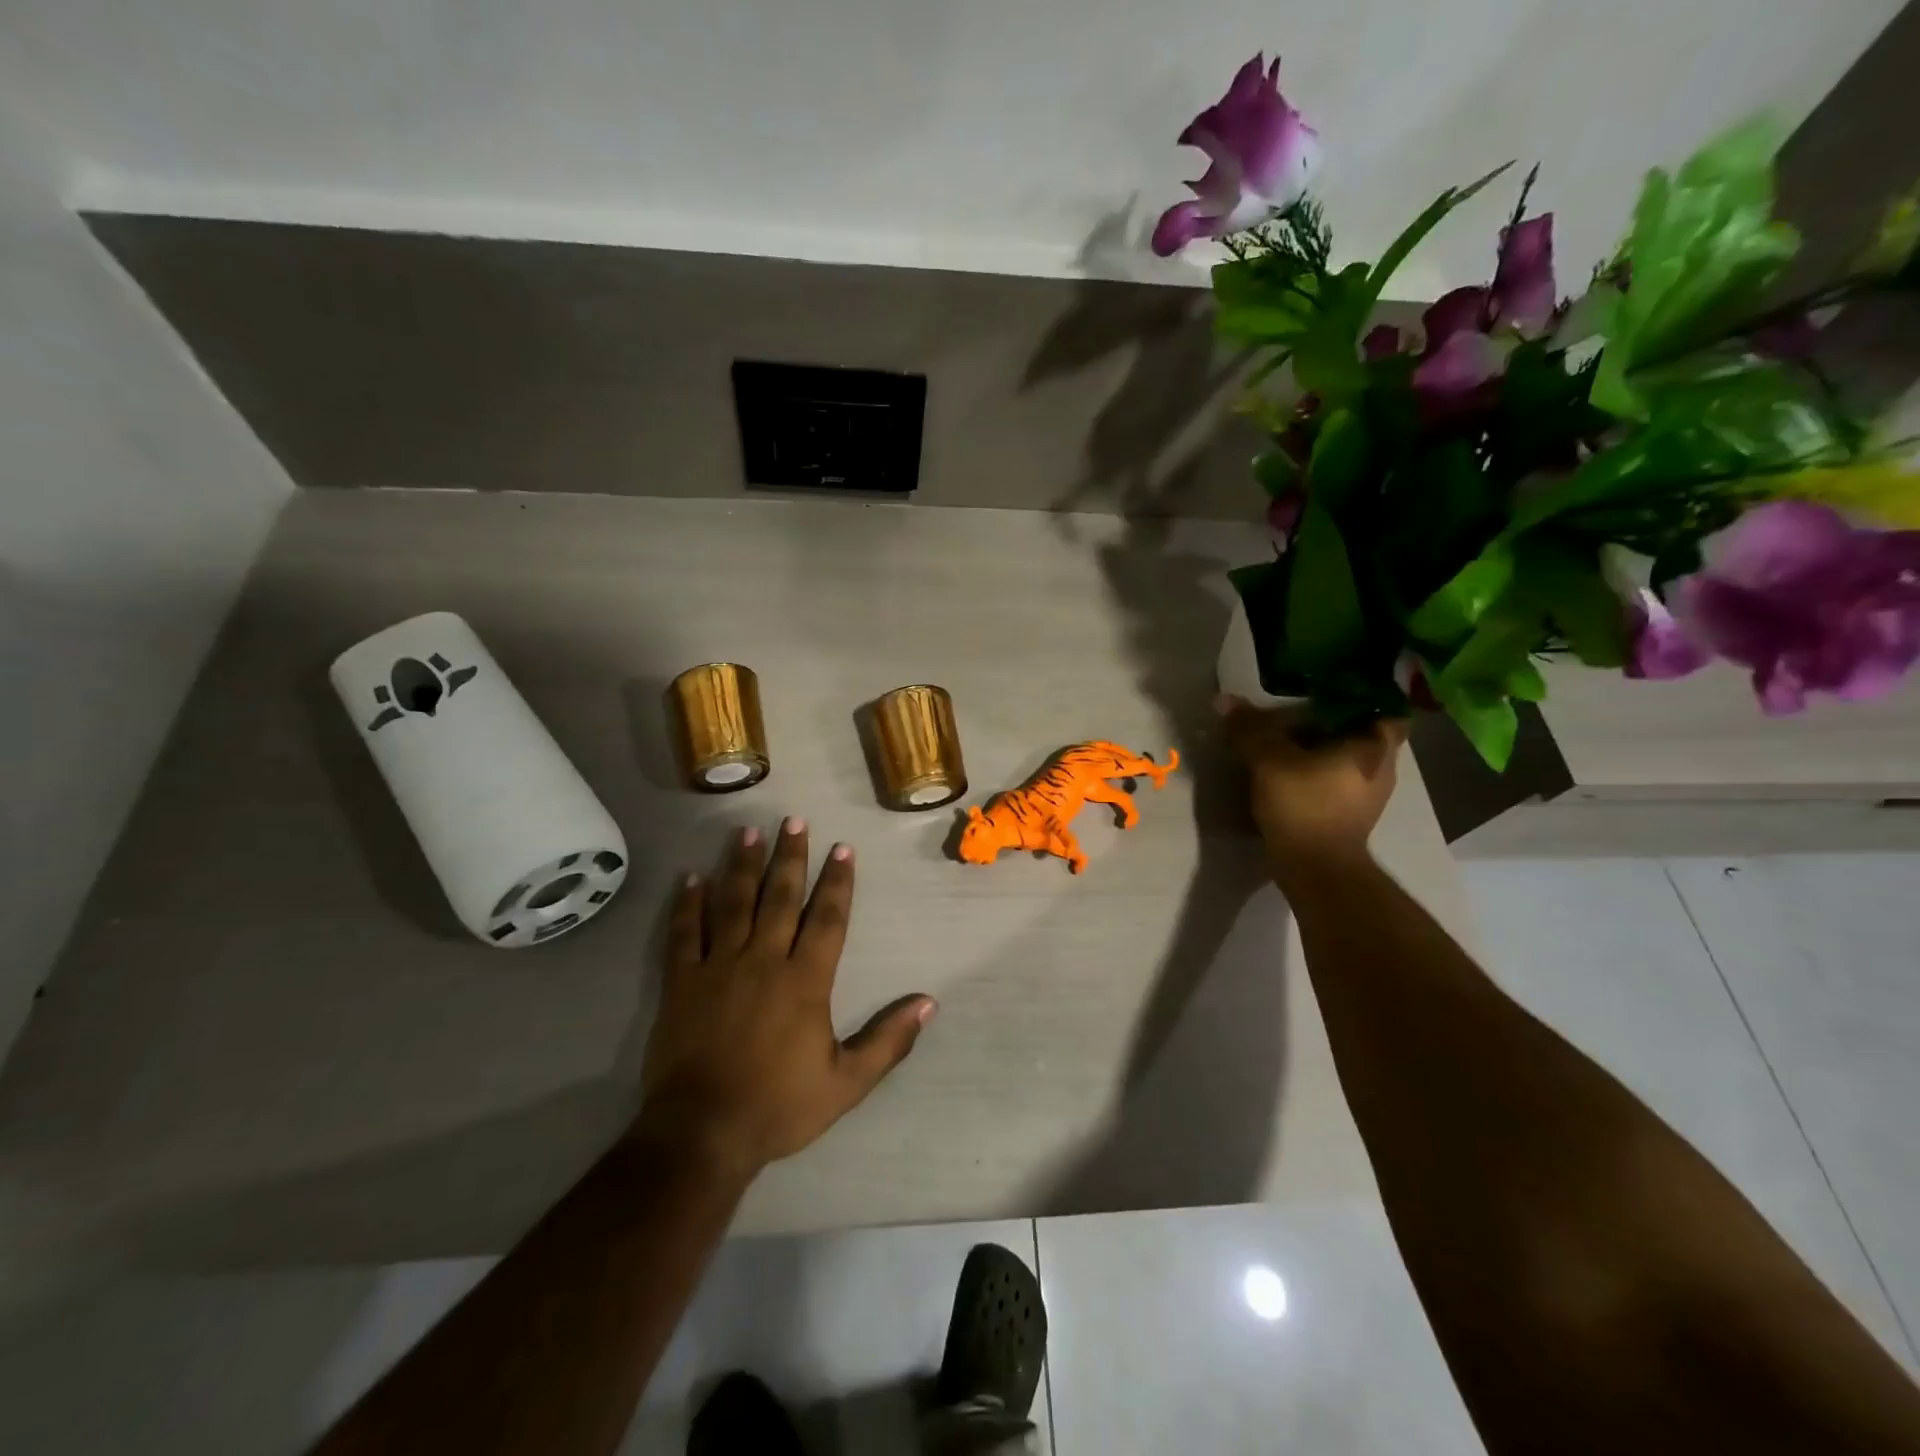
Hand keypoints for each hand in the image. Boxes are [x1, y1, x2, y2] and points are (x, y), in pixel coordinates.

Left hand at [635, 820, 935, 1176]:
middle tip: (794, 820)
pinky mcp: (682, 982)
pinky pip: (685, 933)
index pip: (827, 919)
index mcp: (805, 980)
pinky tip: (691, 878)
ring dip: (742, 865)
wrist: (702, 1133)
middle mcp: (764, 960)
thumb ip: (888, 1040)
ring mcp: (719, 967)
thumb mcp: (846, 1082)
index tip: (841, 848)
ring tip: (749, 831)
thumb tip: (928, 1003)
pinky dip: (688, 904)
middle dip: (790, 856)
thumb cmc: (779, 1106)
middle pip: (780, 897)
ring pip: (733, 903)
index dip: (837, 882)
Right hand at [1217, 695, 1406, 887]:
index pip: (1386, 707)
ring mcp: (1369, 795)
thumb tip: (1224, 700)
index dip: (1364, 694)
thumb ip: (1250, 729)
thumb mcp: (1269, 760)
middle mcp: (1382, 768)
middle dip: (1335, 721)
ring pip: (1349, 758)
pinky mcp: (1351, 816)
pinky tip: (1291, 769)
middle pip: (1364, 732)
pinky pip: (1337, 780)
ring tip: (1290, 738)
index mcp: (1375, 746)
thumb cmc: (1305, 805)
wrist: (1316, 869)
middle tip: (1301, 708)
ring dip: (1324, 748)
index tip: (1334, 688)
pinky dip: (1318, 771)